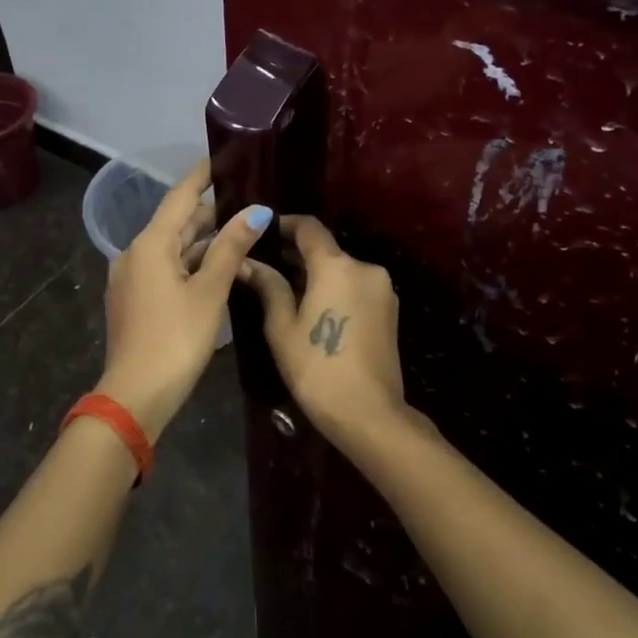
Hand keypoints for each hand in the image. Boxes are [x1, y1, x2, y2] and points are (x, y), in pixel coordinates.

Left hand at [97, 159, 272, 440]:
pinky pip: (166, 268)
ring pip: (173, 248)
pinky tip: (217, 268)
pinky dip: (191, 263)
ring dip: (204, 242)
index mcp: (150, 243)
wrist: (136, 394)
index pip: (181, 196)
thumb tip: (255, 211)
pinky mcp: (134, 299)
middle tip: (248, 200)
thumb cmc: (177, 338)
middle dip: (211, 212)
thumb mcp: (210, 291)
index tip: (223, 157)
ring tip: (241, 233)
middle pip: (177, 222)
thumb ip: (231, 248)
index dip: (202, 175)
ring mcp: (132, 277)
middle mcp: (135, 253)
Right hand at [239, 216, 415, 444]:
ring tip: (287, 292)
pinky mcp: (390, 309)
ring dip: (317, 275)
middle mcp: (364, 267)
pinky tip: (316, 310)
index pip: (309, 227)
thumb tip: (247, 262)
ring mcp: (382, 288)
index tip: (263, 233)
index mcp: (336, 266)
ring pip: (342, 270)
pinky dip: (336, 290)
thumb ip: (268, 287)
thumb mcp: (282, 327)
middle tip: (266, 267)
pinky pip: (356, 287)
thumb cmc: (317, 368)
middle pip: (326, 250)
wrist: (369, 413)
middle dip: (297, 255)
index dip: (284, 225)